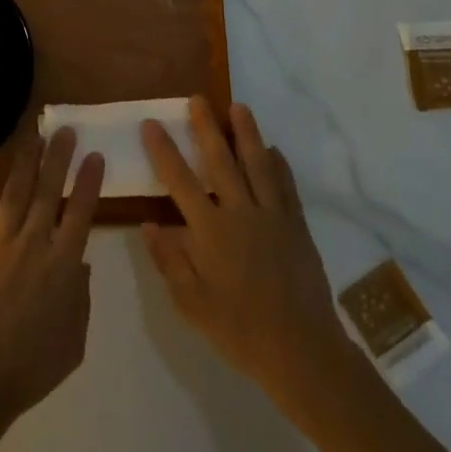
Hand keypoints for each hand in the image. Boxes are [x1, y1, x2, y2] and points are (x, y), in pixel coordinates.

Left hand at [0, 132, 105, 438]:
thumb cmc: (32, 366)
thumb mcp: (74, 341)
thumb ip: (80, 297)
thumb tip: (78, 264)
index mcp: (63, 264)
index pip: (81, 211)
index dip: (89, 181)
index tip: (95, 155)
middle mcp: (34, 243)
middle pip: (48, 190)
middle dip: (58, 157)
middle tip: (63, 130)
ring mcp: (0, 242)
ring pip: (16, 192)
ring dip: (26, 163)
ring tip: (33, 138)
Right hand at [141, 98, 351, 412]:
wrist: (301, 351)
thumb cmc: (239, 330)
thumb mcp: (191, 303)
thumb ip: (169, 260)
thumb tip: (149, 223)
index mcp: (211, 231)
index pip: (180, 181)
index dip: (163, 150)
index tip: (152, 123)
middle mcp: (241, 213)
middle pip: (221, 161)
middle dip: (206, 127)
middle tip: (197, 99)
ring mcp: (273, 217)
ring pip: (257, 165)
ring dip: (247, 134)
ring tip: (238, 107)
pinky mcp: (297, 227)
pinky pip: (286, 188)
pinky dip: (279, 166)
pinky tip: (274, 150)